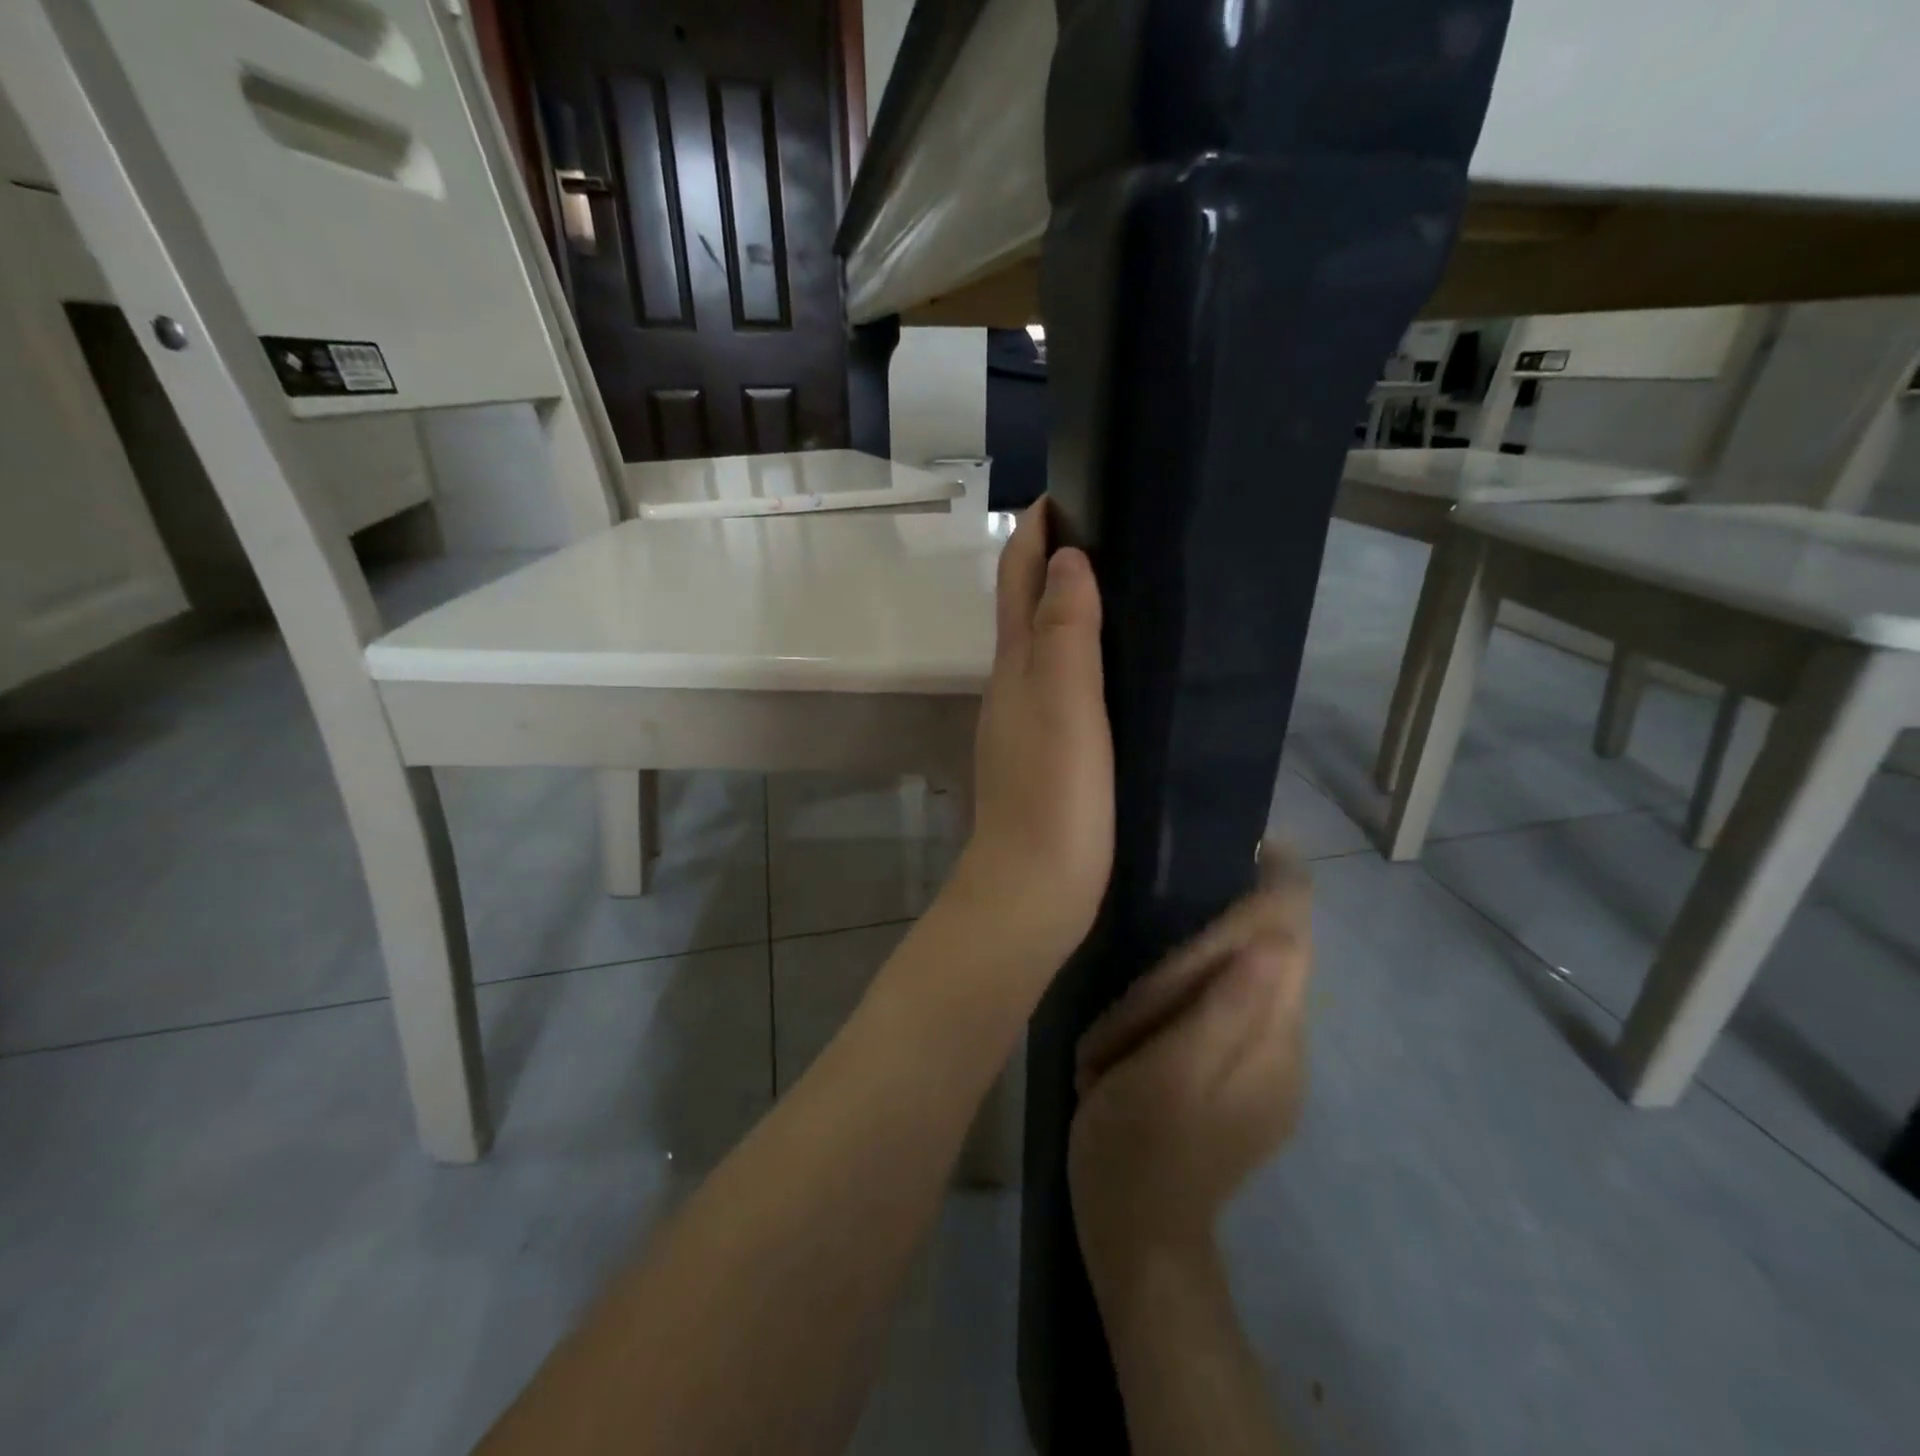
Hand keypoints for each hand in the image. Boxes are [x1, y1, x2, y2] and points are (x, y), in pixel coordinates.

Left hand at [952, 501, 1113, 970]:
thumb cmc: (1054, 794)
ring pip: (1042, 648)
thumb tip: (1067, 558)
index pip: (1018, 578)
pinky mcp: (1044, 757)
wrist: (1033, 890)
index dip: (1035, 532)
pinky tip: (1113, 669)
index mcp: (1016, 665)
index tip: (1067, 492)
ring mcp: (1024, 724)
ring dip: (1067, 610)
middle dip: (1053, 562)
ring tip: (1120, 588)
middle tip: (1108, 531)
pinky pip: (1060, 688)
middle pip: (1025, 607)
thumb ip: (1066, 629)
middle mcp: (1011, 686)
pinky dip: (1079, 659)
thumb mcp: (1065, 703)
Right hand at [1069, 847, 1312, 1277]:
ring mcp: (1273, 1067)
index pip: (1295, 938)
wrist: (1140, 1237)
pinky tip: (1165, 1007)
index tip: (1254, 842)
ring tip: (1153, 987)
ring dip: (1211, 961)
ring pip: (1259, 977)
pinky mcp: (1251, 1080)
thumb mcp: (1167, 1075)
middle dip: (1232, 926)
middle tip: (1170, 929)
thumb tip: (1277, 938)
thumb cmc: (1136, 1147)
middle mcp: (1287, 1046)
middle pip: (1280, 951)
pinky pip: (1242, 1006)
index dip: (1283, 884)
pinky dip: (1208, 988)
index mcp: (1269, 1041)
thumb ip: (1224, 1008)